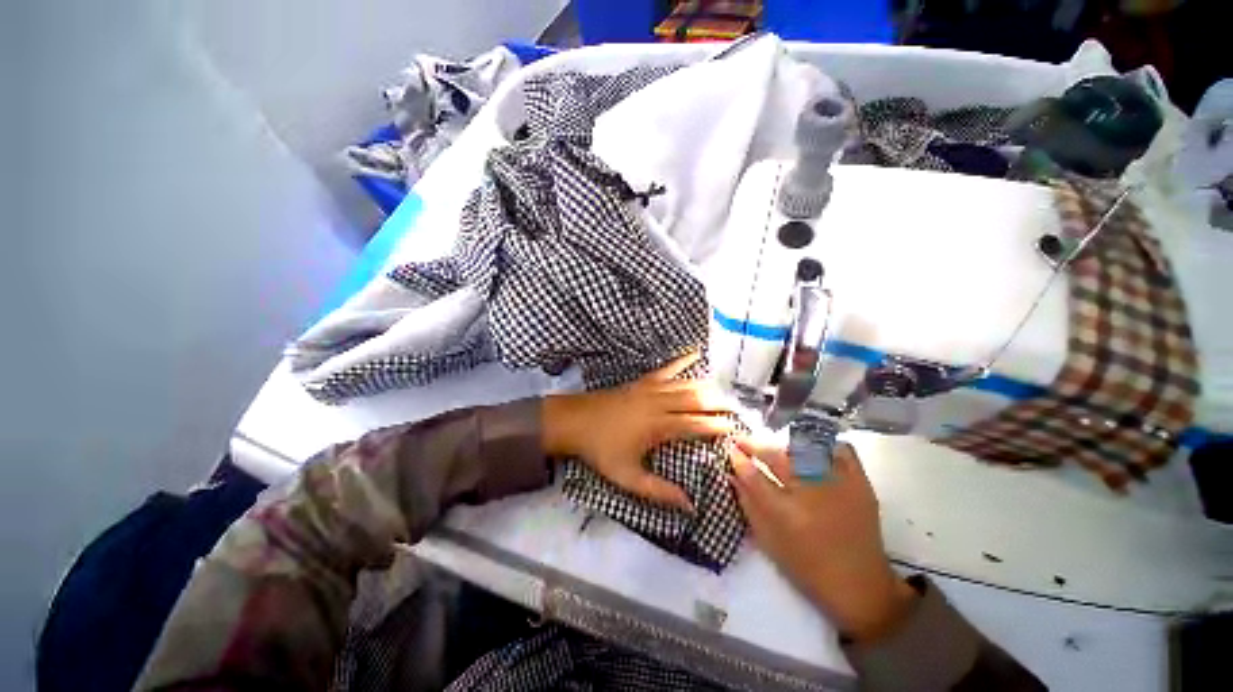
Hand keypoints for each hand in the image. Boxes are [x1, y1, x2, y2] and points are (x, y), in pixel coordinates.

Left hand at [542, 352, 734, 512]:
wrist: (575, 421)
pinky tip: (696, 353)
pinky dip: (683, 360)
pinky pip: (667, 369)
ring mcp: (651, 387)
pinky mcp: (642, 380)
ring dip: (708, 386)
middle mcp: (659, 402)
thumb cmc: (601, 450)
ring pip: (687, 383)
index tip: (736, 428)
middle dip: (720, 403)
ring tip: (726, 392)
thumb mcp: (627, 477)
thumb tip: (689, 506)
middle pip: (697, 399)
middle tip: (739, 409)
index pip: (696, 424)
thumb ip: (659, 491)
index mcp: (658, 426)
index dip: (718, 426)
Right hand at [729, 439, 916, 643]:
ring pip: (805, 449)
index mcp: (786, 513)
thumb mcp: (769, 542)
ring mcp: (837, 485)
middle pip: (776, 457)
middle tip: (742, 439)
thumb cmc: (808, 569)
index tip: (730, 449)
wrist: (861, 586)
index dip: (738, 458)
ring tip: (774, 446)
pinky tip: (812, 447)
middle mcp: (810, 493)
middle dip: (754, 444)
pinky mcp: (860, 484)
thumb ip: (748, 505)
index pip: (753, 475)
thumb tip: (732, 475)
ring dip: (783, 444)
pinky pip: (841, 451)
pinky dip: (825, 444)